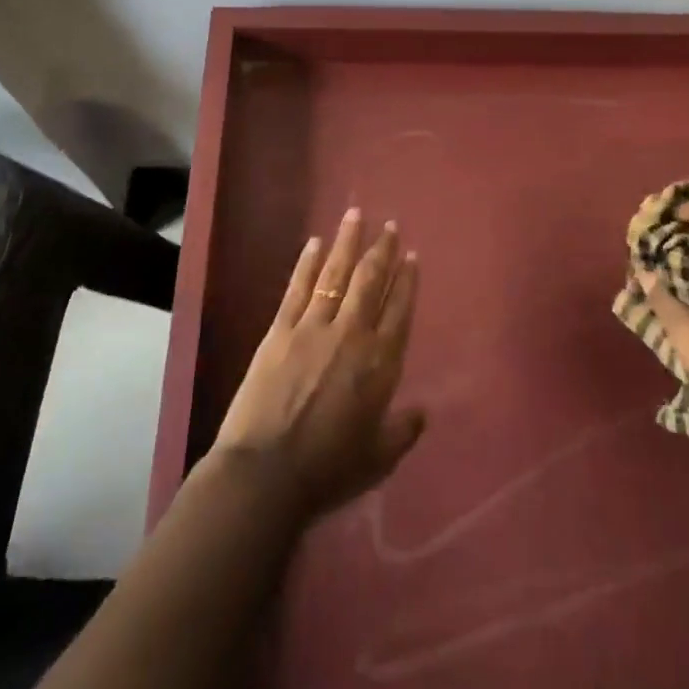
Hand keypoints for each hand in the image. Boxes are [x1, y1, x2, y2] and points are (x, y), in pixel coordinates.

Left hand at [210, 207, 425, 516]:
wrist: (266, 474)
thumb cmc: (329, 470)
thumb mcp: (379, 457)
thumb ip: (403, 430)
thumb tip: (421, 412)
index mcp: (381, 362)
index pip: (400, 309)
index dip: (407, 280)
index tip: (411, 255)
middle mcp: (352, 334)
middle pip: (371, 281)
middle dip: (382, 250)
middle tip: (390, 225)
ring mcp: (314, 327)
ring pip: (336, 274)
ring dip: (347, 243)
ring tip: (355, 215)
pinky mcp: (280, 330)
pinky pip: (298, 288)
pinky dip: (308, 263)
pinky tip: (314, 243)